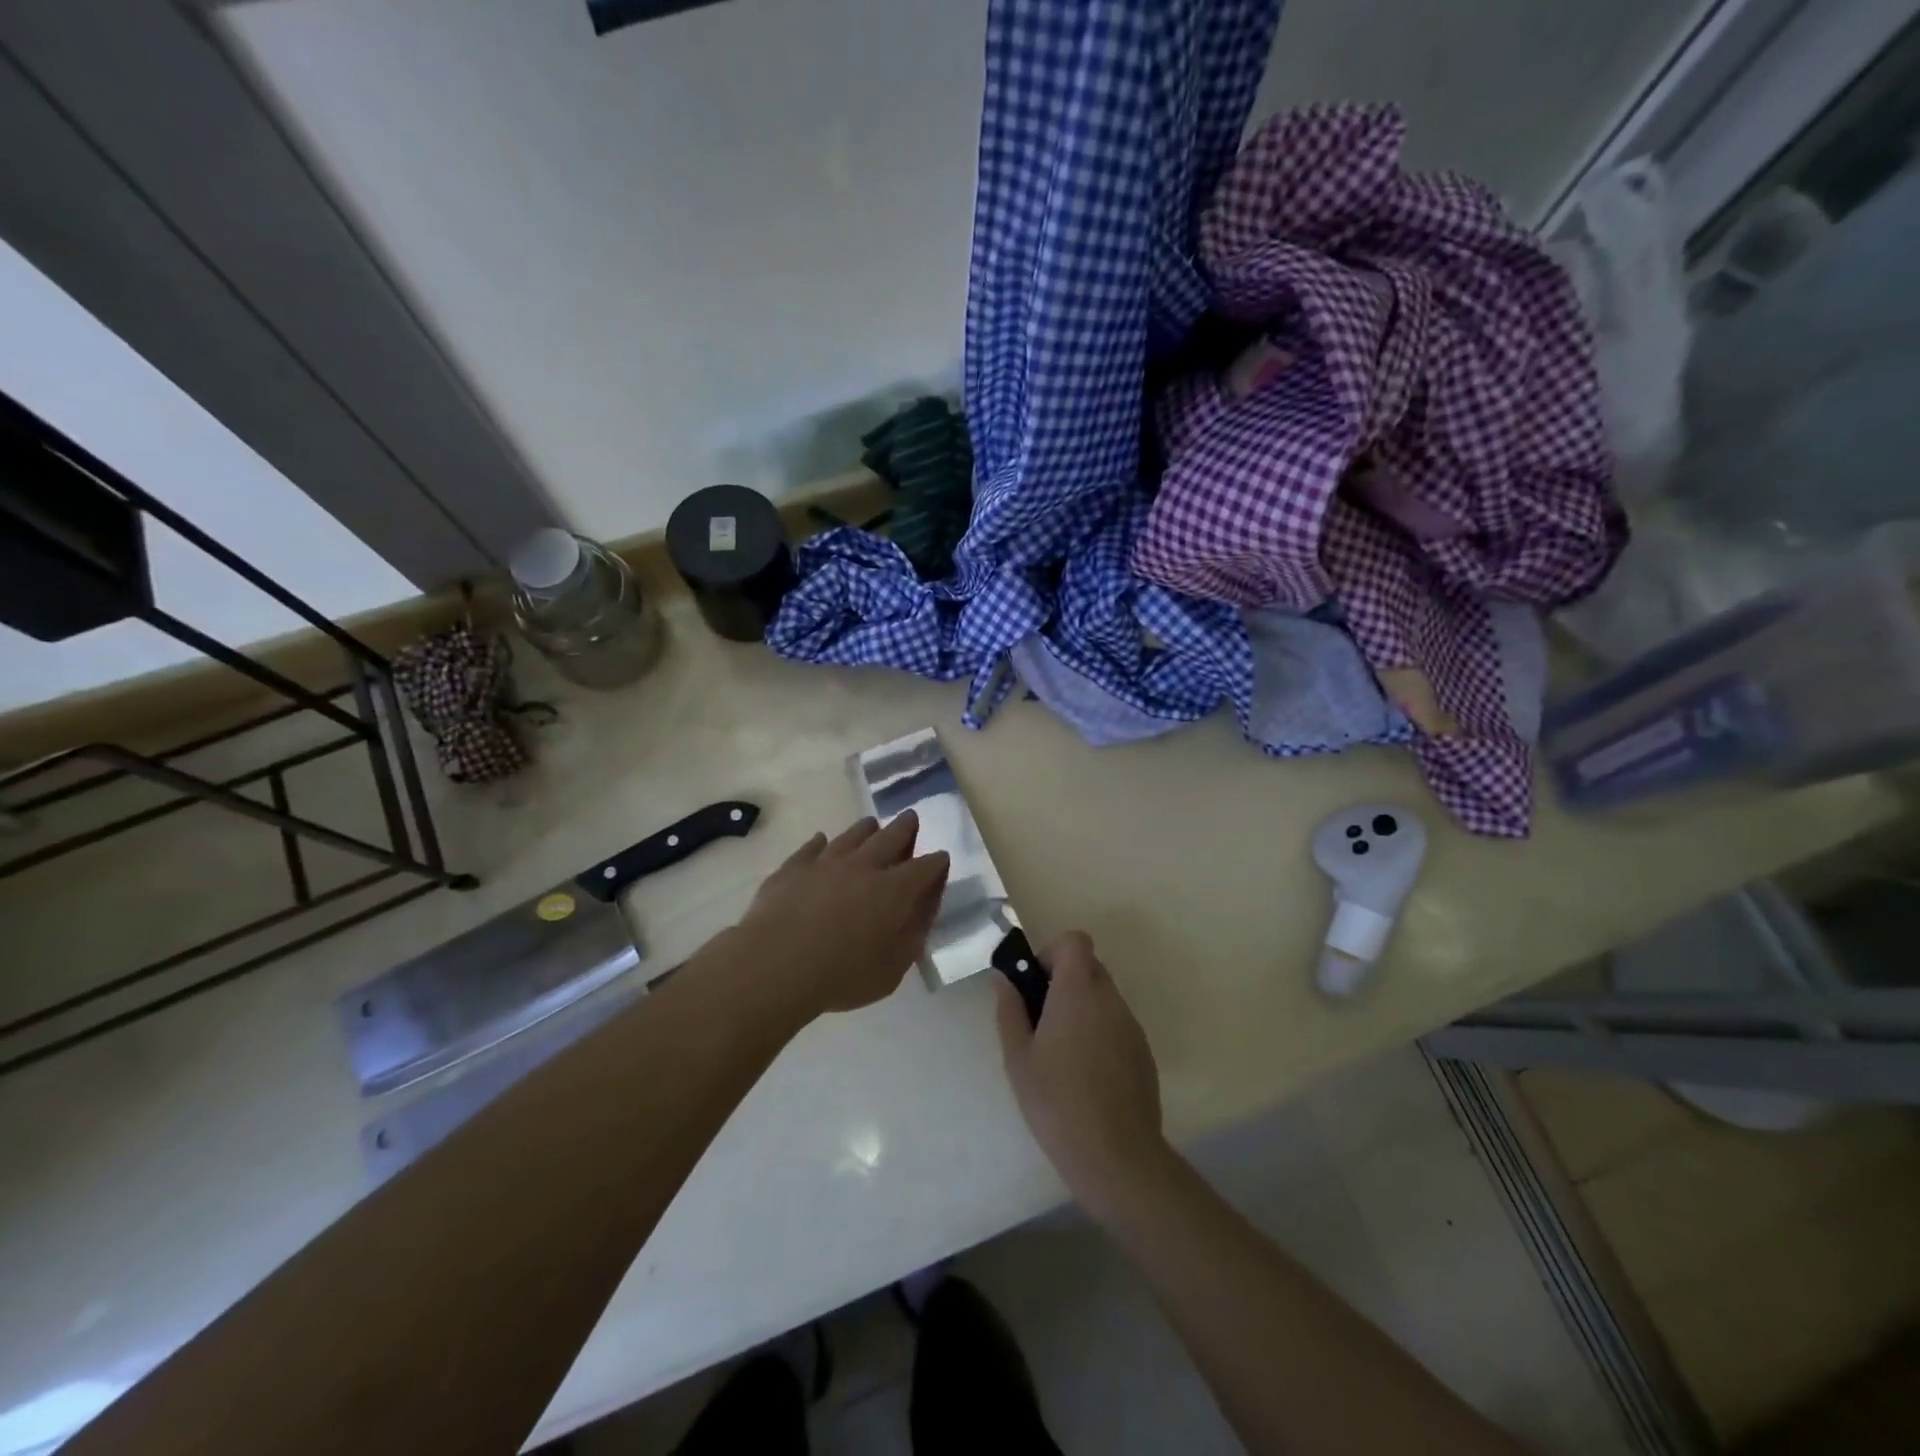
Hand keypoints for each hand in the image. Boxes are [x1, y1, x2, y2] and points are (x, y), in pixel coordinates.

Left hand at [735, 813, 949, 1019]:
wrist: (774, 965)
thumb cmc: (841, 975)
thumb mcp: (892, 969)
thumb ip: (913, 936)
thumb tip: (923, 911)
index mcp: (894, 890)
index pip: (924, 868)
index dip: (936, 862)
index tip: (941, 858)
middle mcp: (864, 866)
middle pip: (891, 837)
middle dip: (905, 827)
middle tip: (911, 817)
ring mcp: (826, 862)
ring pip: (852, 835)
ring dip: (866, 829)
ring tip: (872, 825)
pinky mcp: (793, 867)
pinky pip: (811, 847)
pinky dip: (820, 843)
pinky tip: (820, 841)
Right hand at [994, 931, 1166, 1215]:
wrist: (1117, 1157)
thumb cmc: (1056, 1103)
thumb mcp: (1018, 1058)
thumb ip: (1009, 1009)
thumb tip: (1004, 977)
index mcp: (1078, 992)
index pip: (1075, 940)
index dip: (1052, 952)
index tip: (1035, 983)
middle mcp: (1109, 999)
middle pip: (1089, 965)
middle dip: (1063, 980)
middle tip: (1040, 1018)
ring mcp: (1131, 1025)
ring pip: (1103, 995)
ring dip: (1081, 1007)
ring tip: (1060, 1053)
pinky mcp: (1143, 1051)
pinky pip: (1116, 1023)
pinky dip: (1099, 1031)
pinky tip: (1085, 1074)